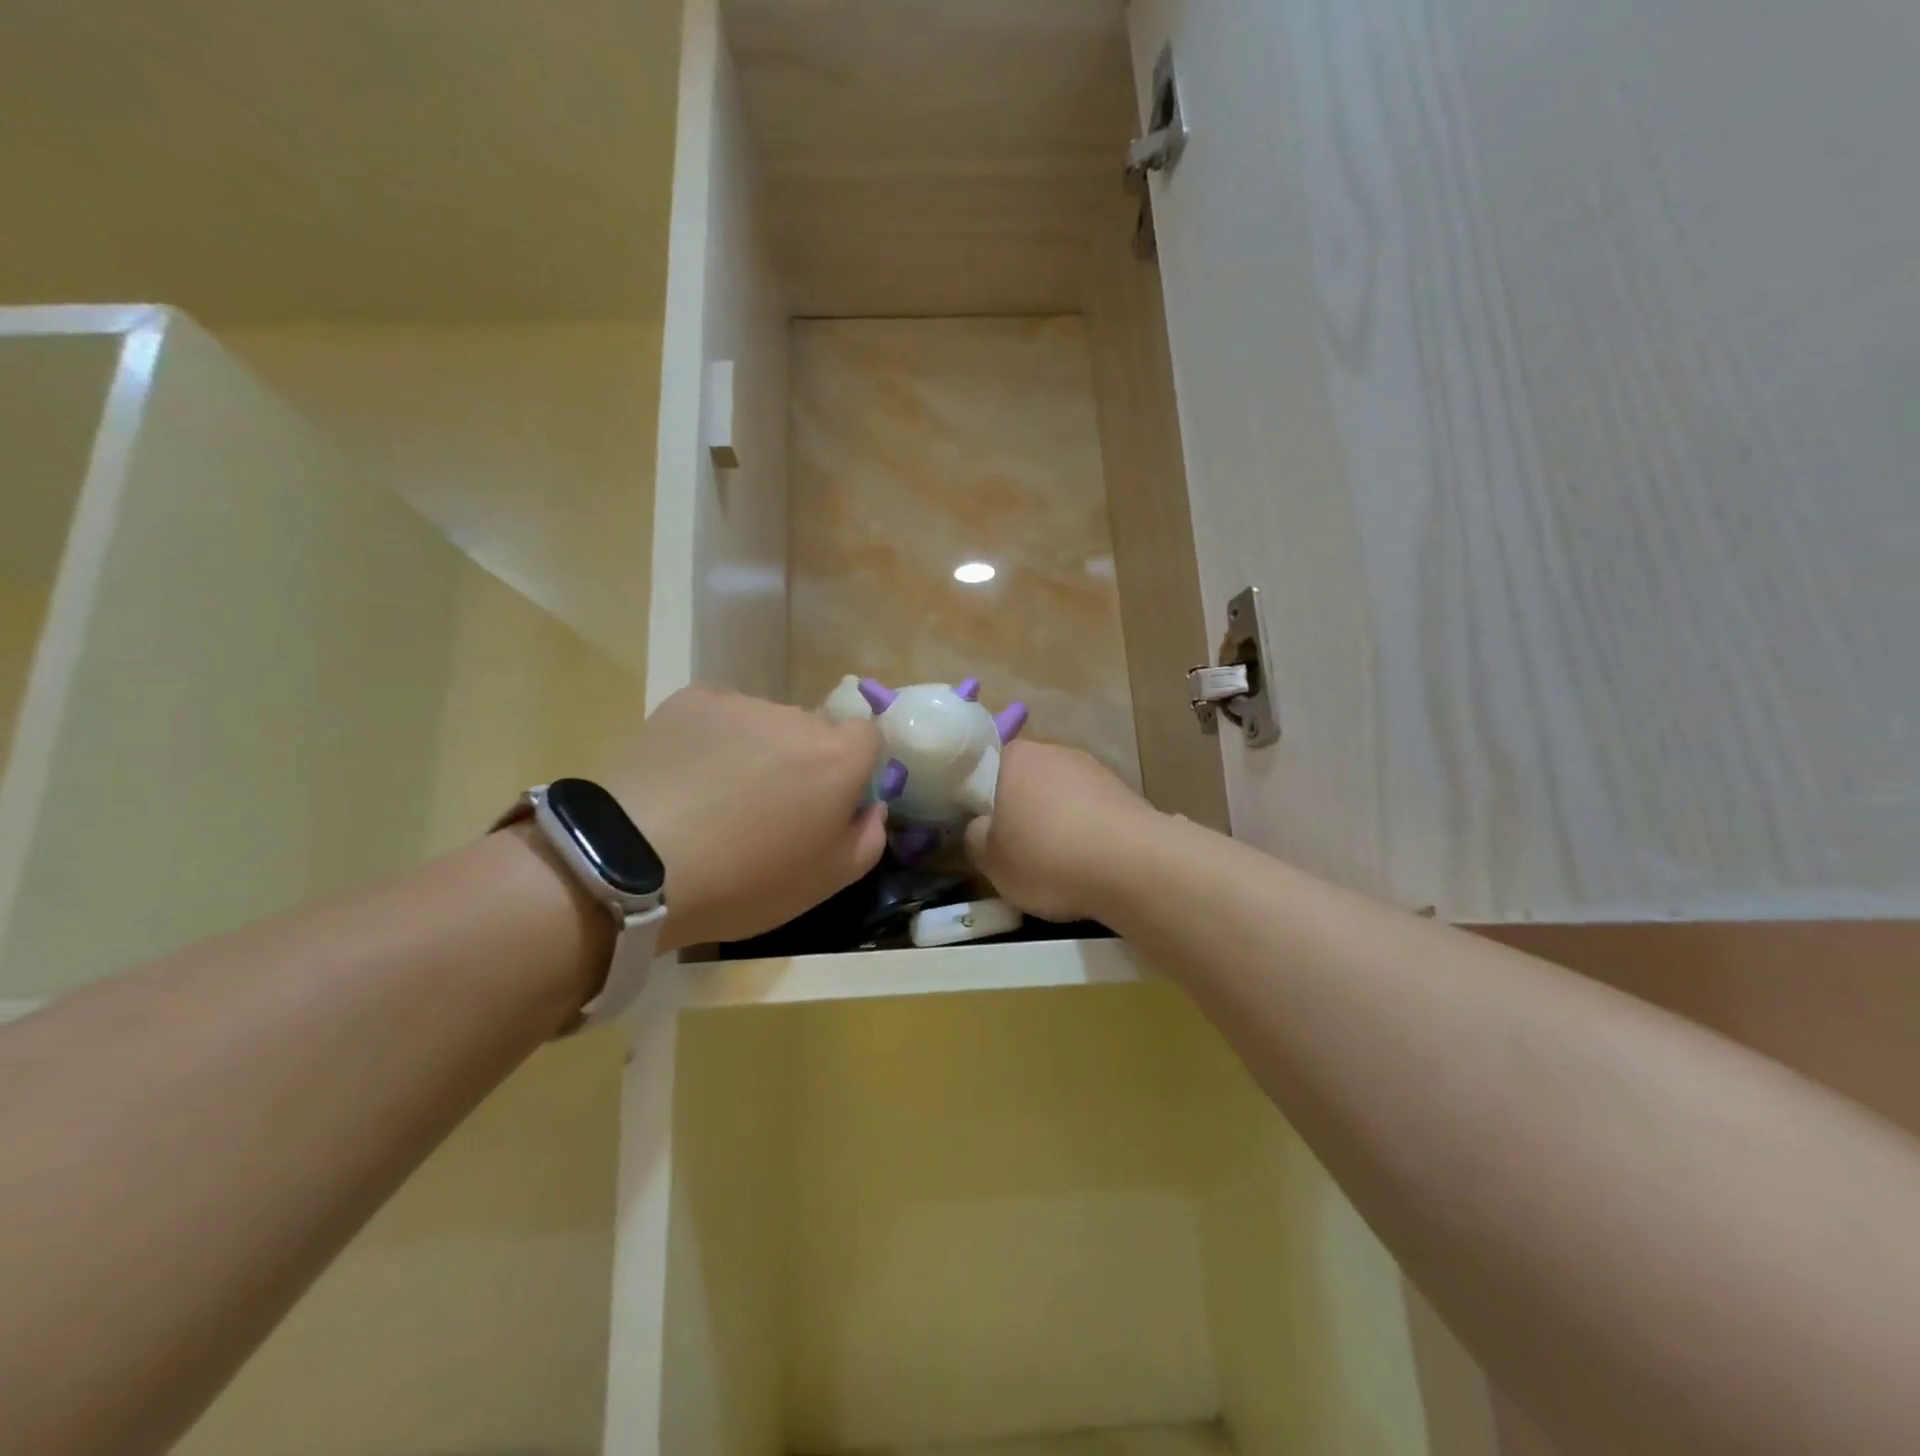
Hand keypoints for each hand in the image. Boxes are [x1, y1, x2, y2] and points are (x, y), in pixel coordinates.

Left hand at [606, 686, 886, 950]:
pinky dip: (714, 739)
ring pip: (766, 722)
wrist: (635, 864)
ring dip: (758, 749)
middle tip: (769, 808)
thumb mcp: (825, 883)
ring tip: (717, 796)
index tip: (830, 802)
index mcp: (838, 759)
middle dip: (803, 761)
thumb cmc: (744, 882)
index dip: (854, 768)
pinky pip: (720, 715)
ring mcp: (741, 704)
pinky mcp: (691, 700)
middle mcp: (797, 718)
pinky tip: (687, 777)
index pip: (868, 738)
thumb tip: (872, 807)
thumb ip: (868, 839)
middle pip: (814, 732)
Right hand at [965, 741, 1161, 923]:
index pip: (988, 767)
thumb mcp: (991, 861)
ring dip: (1059, 820)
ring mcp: (1095, 769)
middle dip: (1024, 808)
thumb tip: (982, 827)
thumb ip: (977, 837)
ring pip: (1064, 795)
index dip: (984, 798)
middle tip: (1018, 848)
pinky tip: (1091, 861)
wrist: (1133, 866)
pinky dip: (1089, 831)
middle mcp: (1056, 751)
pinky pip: (1094, 812)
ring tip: (1059, 861)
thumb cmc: (1048, 857)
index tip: (986, 829)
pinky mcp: (1127, 792)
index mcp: (1016, 757)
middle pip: (1029, 780)